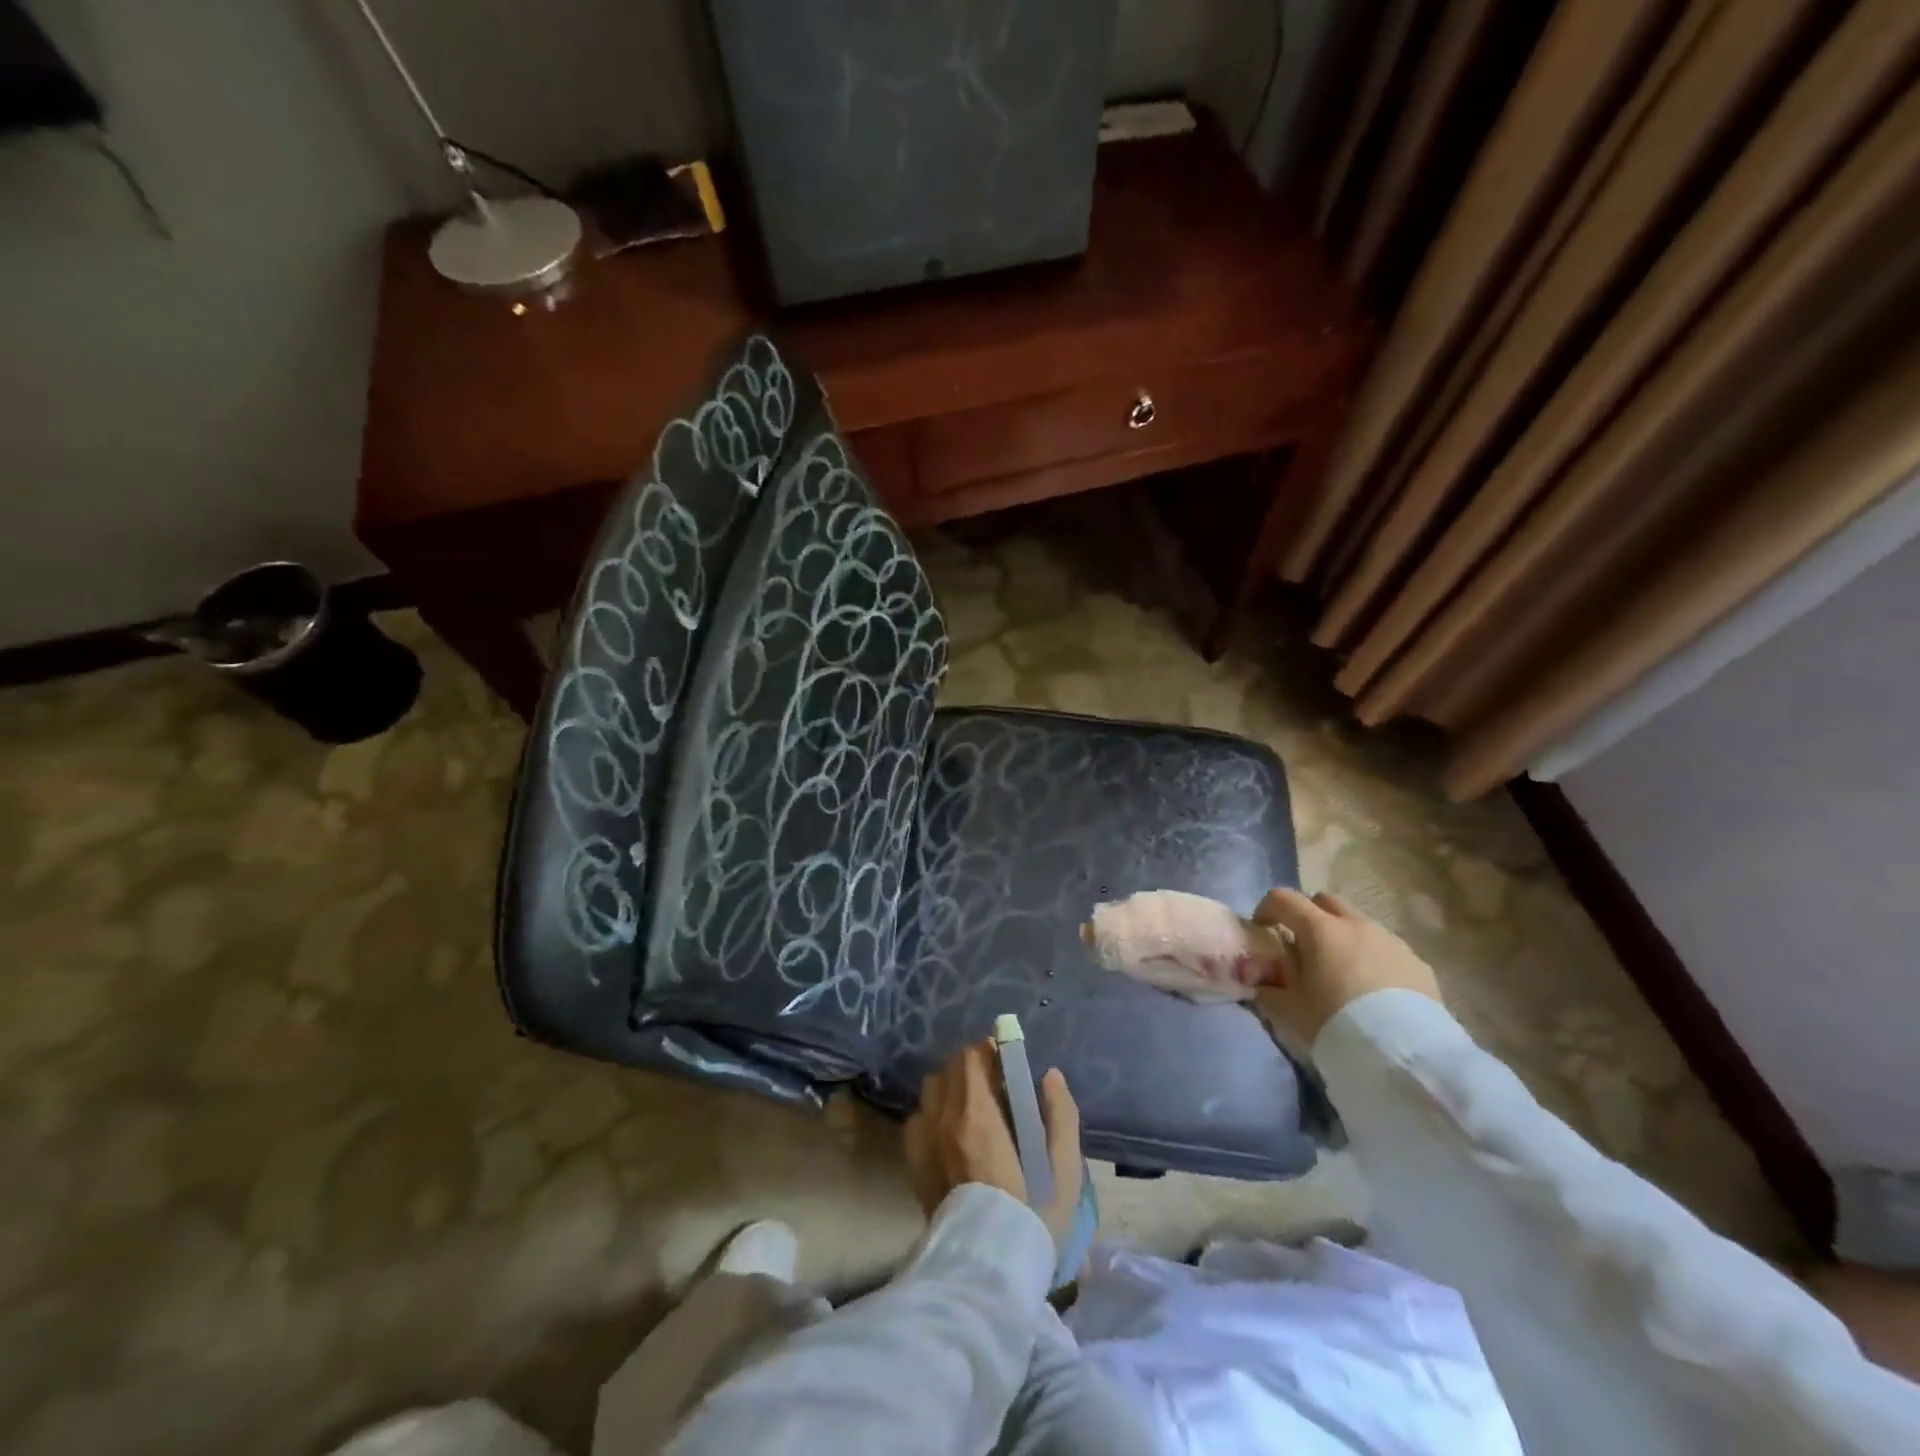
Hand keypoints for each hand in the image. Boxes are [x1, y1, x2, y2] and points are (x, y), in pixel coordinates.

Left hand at [904, 1041, 1083, 1247]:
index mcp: (977, 1115)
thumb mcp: (1063, 1169)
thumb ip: (1060, 1115)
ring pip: (931, 1091)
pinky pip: (918, 1119)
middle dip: (971, 1069)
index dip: (989, 1054)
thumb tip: (1049, 1076)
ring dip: (950, 1089)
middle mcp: (943, 1119)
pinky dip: (933, 1115)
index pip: (970, 1057)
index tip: (1006, 1066)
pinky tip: (951, 1136)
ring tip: (971, 1111)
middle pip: (949, 1069)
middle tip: (994, 1088)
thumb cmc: (1032, 1216)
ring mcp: (923, 1141)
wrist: (988, 1272)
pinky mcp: (914, 1164)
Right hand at [1251, 888, 1443, 1047]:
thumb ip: (1268, 988)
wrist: (1405, 1054)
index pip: (1283, 899)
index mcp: (1320, 929)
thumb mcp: (1290, 1009)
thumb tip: (1258, 981)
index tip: (1262, 929)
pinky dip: (1371, 958)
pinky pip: (1385, 948)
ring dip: (1343, 937)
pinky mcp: (1417, 962)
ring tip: (1341, 972)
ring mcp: (1390, 940)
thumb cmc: (1337, 1023)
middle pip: (1324, 901)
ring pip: (1358, 923)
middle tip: (1303, 946)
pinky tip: (1373, 991)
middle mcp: (1356, 924)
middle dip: (1308, 915)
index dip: (1266, 909)